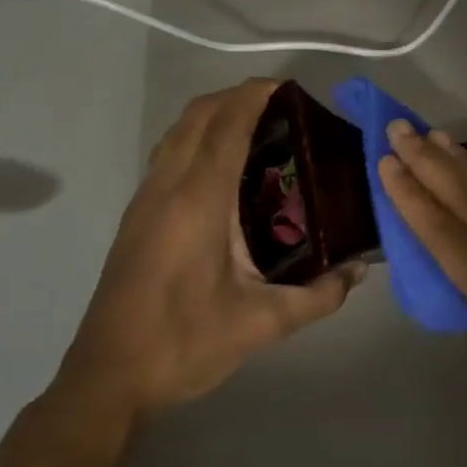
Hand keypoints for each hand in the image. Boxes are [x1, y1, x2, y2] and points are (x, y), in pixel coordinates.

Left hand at [57, 79, 364, 426]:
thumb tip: (359, 270)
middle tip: (283, 107)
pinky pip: (169, 153)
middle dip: (237, 97)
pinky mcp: (137, 216)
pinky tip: (225, 167)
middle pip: (197, 116)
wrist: (107, 379)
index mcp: (198, 202)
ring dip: (214, 114)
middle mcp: (167, 188)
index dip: (254, 97)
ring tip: (259, 126)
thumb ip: (319, 295)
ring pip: (177, 132)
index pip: (226, 127)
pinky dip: (198, 137)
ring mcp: (145, 200)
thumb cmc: (183, 344)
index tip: (289, 87)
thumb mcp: (262, 324)